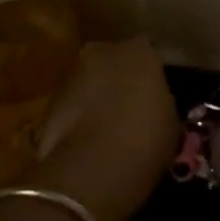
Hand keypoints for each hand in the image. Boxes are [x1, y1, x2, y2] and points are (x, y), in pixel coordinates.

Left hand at [31, 37, 178, 220]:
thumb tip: (151, 103)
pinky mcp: (49, 100)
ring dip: (95, 96)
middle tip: (128, 107)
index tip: (154, 92)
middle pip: (113, 60)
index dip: (150, 72)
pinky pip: (71, 104)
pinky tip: (86, 141)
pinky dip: (76, 117)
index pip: (148, 52)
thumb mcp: (170, 122)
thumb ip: (160, 101)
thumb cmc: (144, 140)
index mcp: (138, 50)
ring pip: (88, 81)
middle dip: (118, 78)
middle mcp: (102, 51)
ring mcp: (72, 73)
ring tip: (105, 128)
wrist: (92, 169)